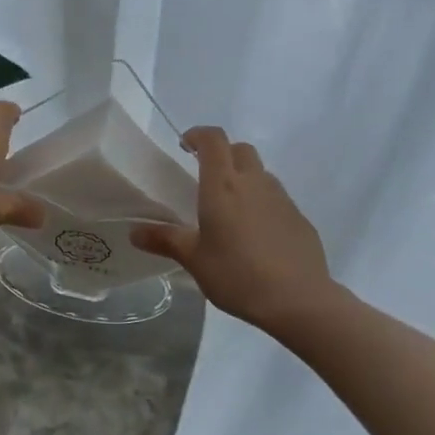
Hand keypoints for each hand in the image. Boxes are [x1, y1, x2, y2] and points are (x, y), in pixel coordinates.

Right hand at [131, 127, 332, 331]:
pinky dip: (262, 203)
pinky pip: (276, 198)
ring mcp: (282, 198)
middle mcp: (254, 182)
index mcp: (223, 185)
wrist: (298, 300)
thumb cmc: (237, 275)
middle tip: (206, 176)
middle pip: (240, 150)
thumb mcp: (194, 260)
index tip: (185, 146)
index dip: (198, 135)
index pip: (213, 140)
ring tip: (231, 209)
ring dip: (244, 178)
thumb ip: (165, 240)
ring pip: (260, 173)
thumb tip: (134, 232)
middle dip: (222, 154)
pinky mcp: (299, 217)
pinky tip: (256, 235)